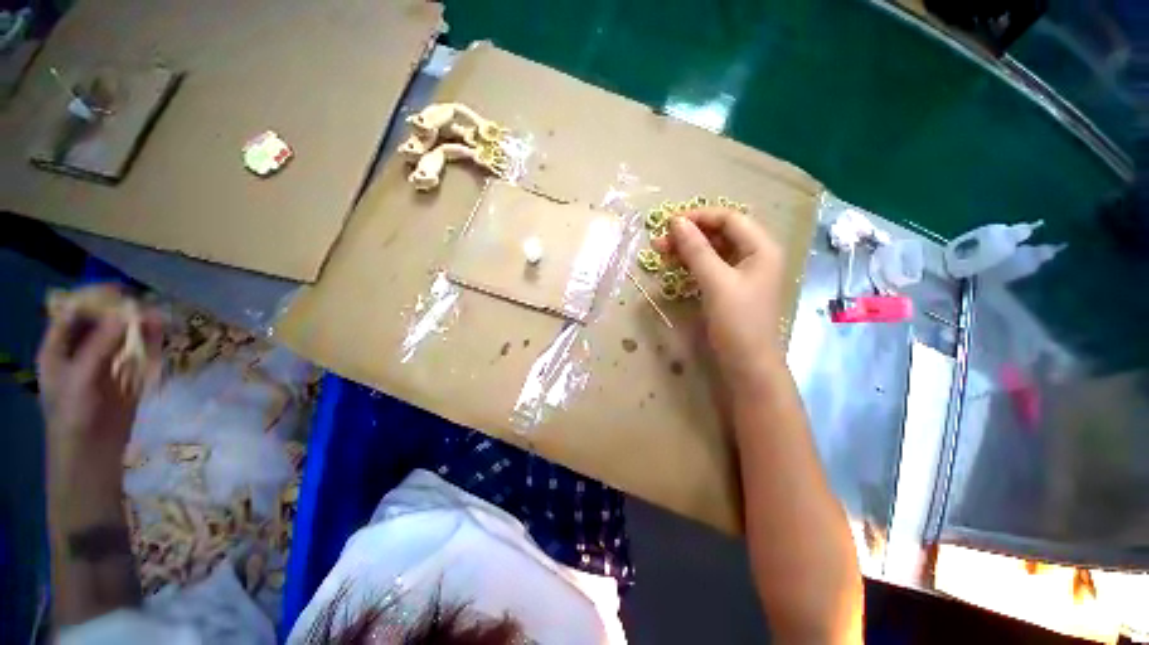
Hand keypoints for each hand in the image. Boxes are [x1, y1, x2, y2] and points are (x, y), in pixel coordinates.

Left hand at [37, 299, 159, 494]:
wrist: (92, 454)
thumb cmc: (74, 415)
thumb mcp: (82, 377)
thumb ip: (102, 344)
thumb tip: (128, 313)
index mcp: (58, 349)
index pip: (73, 314)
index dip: (93, 300)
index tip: (119, 291)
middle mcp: (80, 352)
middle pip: (100, 323)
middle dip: (121, 313)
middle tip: (144, 307)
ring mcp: (104, 365)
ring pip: (122, 337)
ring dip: (139, 327)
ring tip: (159, 319)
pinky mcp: (125, 377)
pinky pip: (137, 354)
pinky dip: (149, 343)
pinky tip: (160, 335)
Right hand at [653, 209, 786, 386]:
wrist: (747, 365)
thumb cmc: (737, 322)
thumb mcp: (716, 282)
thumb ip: (697, 250)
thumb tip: (676, 222)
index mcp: (761, 248)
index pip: (729, 219)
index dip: (699, 217)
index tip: (669, 223)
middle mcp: (754, 255)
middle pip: (720, 234)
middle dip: (689, 234)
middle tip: (659, 242)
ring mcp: (742, 273)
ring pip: (712, 251)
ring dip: (687, 249)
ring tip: (660, 252)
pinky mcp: (730, 288)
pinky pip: (709, 267)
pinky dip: (691, 264)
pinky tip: (674, 266)